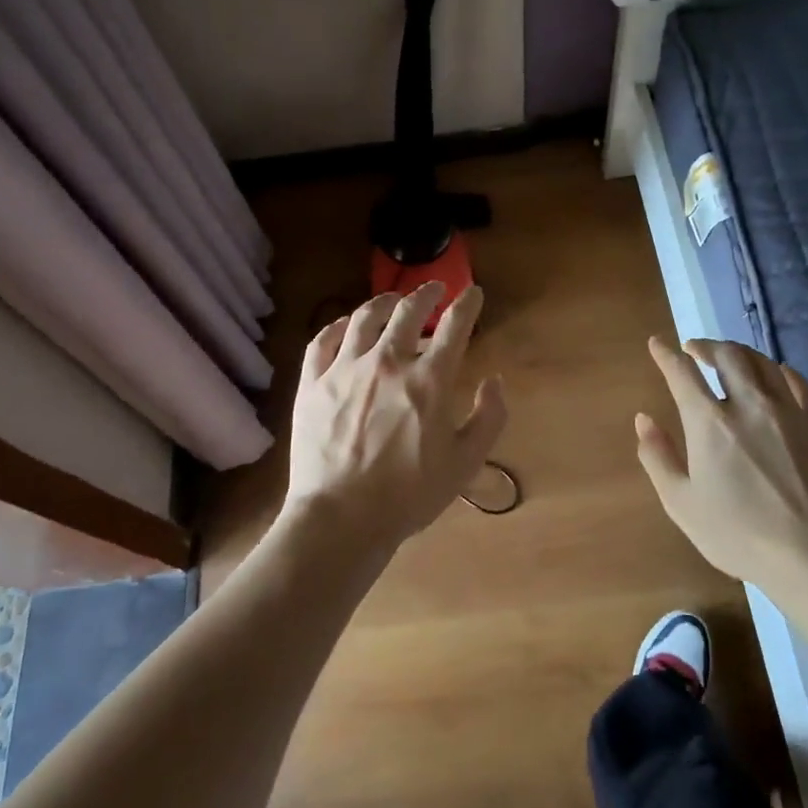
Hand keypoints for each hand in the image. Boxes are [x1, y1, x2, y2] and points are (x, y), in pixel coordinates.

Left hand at [284, 283, 506, 550]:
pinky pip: (323, 341)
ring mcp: (345, 369)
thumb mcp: (465, 462)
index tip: (473, 293)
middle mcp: (388, 362)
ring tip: (392, 300)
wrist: (341, 518)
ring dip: (384, 302)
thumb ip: (488, 418)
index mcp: (429, 380)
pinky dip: (337, 326)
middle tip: (435, 288)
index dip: (467, 304)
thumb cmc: (409, 495)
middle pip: (408, 311)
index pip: (454, 326)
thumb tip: (494, 381)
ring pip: (364, 318)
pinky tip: (344, 325)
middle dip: (426, 293)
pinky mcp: (312, 383)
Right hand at [636, 336, 807, 583]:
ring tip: (731, 359)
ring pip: (763, 363)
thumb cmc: (738, 534)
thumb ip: (657, 457)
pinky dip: (781, 372)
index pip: (682, 372)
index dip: (666, 354)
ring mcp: (789, 411)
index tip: (657, 343)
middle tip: (695, 349)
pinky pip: (800, 383)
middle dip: (706, 346)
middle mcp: (748, 404)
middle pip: (727, 355)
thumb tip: (644, 419)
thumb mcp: (681, 503)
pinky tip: (776, 376)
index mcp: (709, 422)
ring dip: (740, 354)